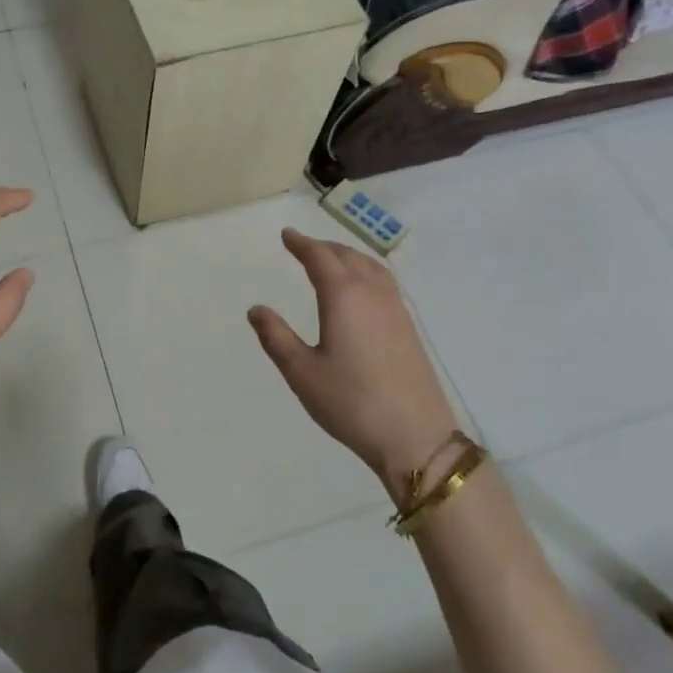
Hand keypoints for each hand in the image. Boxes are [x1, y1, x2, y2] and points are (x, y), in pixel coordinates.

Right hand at [248, 229, 459, 493]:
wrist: (415, 436)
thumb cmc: (351, 402)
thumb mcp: (302, 372)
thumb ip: (276, 337)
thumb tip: (256, 309)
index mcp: (343, 296)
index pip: (319, 258)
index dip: (301, 244)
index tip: (287, 235)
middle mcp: (372, 293)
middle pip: (348, 256)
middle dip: (324, 247)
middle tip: (304, 246)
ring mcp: (396, 309)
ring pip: (371, 267)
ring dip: (348, 256)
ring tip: (332, 260)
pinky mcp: (409, 328)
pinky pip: (384, 282)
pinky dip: (366, 271)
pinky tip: (362, 290)